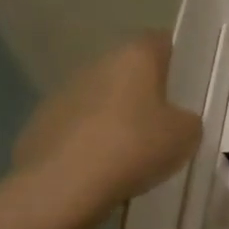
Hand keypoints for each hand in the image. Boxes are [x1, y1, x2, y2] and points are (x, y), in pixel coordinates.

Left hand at [13, 32, 201, 228]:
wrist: (61, 187)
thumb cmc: (134, 147)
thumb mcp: (186, 135)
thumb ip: (188, 120)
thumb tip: (177, 121)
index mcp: (135, 56)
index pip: (161, 42)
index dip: (177, 60)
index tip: (188, 85)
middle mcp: (97, 65)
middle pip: (129, 71)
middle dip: (146, 93)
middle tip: (166, 124)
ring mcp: (63, 93)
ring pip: (101, 99)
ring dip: (116, 117)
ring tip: (133, 153)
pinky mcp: (40, 125)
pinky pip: (77, 128)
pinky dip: (90, 143)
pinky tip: (101, 170)